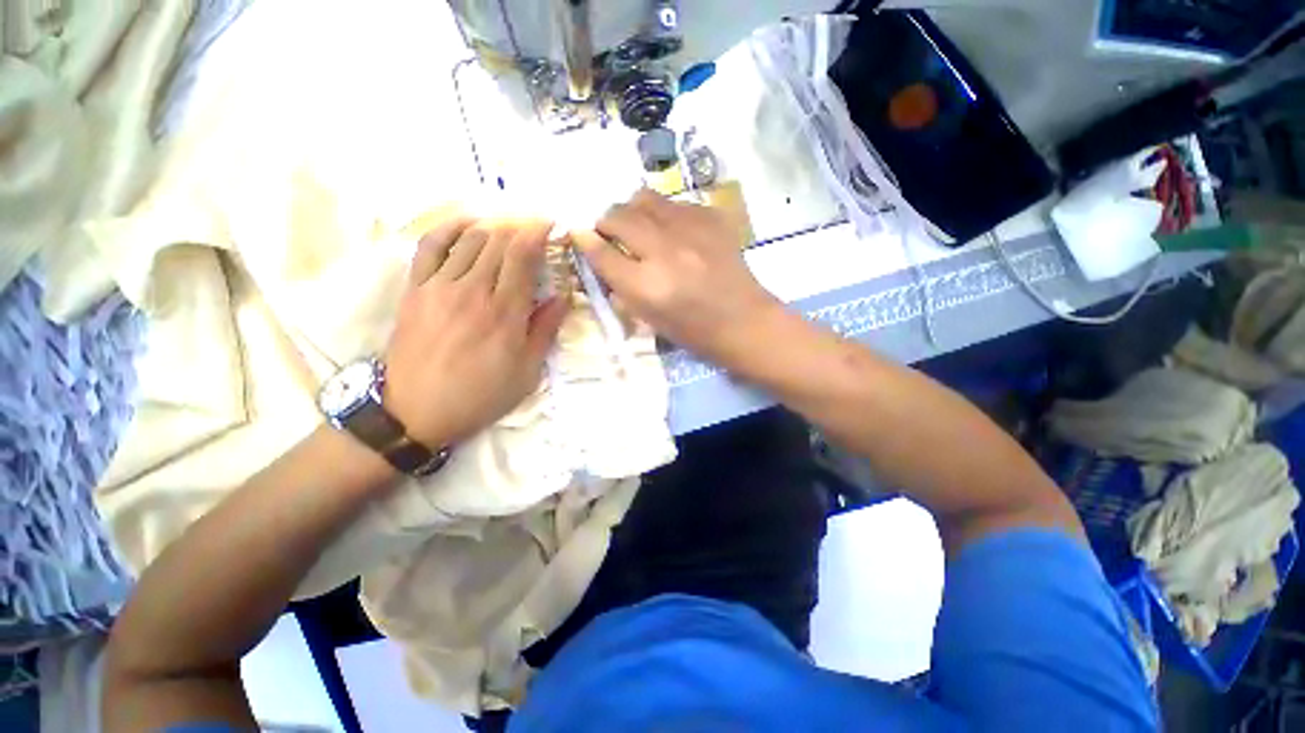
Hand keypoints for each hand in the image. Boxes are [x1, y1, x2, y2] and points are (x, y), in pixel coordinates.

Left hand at [383, 217, 567, 446]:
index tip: (551, 224)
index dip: (538, 233)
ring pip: (470, 240)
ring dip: (494, 228)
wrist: (416, 412)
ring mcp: (440, 286)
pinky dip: (449, 229)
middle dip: (521, 227)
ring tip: (509, 230)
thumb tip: (563, 296)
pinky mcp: (416, 289)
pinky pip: (430, 247)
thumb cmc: (480, 395)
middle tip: (534, 229)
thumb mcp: (526, 372)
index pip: (523, 256)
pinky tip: (467, 225)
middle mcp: (473, 290)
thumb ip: (545, 330)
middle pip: (499, 242)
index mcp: (505, 313)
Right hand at [572, 189, 786, 364]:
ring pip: (644, 198)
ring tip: (642, 228)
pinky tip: (674, 232)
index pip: (601, 252)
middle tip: (611, 233)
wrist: (744, 322)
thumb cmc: (694, 331)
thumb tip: (598, 251)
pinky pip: (674, 203)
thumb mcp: (649, 318)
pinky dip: (664, 214)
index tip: (580, 234)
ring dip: (634, 211)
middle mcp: (665, 252)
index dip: (585, 240)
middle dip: (606, 222)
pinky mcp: (711, 218)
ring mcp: (691, 230)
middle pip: (618, 216)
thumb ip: (620, 285)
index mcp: (647, 287)